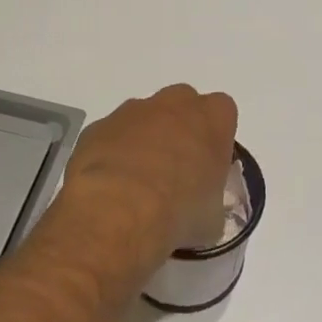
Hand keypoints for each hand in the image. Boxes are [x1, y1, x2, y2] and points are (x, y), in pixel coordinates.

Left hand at [58, 85, 237, 276]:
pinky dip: (112, 153)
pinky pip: (111, 135)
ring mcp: (133, 111)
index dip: (215, 138)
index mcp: (213, 118)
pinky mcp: (98, 126)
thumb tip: (200, 210)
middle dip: (180, 130)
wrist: (118, 213)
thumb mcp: (213, 217)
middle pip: (182, 106)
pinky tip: (110, 186)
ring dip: (144, 140)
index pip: (222, 113)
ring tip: (137, 183)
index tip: (208, 165)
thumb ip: (211, 200)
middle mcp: (175, 104)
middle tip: (175, 169)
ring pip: (144, 117)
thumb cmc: (180, 211)